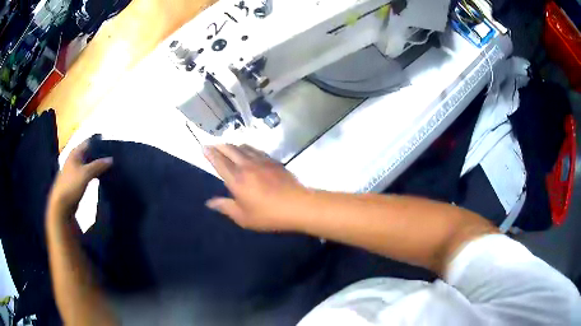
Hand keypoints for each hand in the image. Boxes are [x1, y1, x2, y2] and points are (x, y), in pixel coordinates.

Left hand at [47, 141, 112, 220]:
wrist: (62, 205)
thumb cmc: (71, 185)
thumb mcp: (86, 174)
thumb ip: (98, 165)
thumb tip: (111, 159)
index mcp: (75, 153)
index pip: (90, 142)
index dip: (100, 144)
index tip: (112, 147)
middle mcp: (75, 159)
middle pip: (90, 153)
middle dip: (100, 155)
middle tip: (113, 158)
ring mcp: (76, 170)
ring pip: (89, 164)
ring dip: (98, 165)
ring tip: (110, 167)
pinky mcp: (77, 180)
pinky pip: (88, 173)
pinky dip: (95, 174)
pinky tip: (102, 177)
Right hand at [204, 144, 309, 231]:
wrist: (297, 205)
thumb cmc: (268, 215)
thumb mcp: (243, 217)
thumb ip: (225, 207)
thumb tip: (209, 202)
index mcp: (237, 180)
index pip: (219, 162)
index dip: (210, 154)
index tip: (203, 147)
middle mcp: (247, 166)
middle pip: (230, 150)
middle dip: (219, 145)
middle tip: (213, 145)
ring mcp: (261, 161)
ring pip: (243, 147)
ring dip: (233, 145)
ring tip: (227, 146)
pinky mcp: (273, 161)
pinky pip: (256, 149)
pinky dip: (247, 148)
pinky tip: (248, 150)